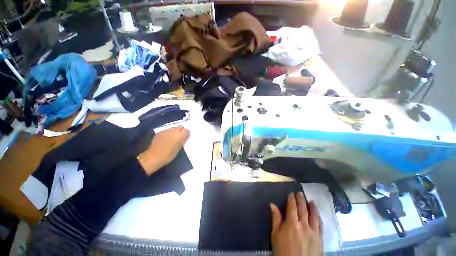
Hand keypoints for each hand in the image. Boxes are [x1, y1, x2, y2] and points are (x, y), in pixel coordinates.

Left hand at [137, 126, 189, 173]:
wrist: (153, 157)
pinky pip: (166, 131)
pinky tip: (165, 139)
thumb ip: (182, 141)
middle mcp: (173, 131)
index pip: (186, 130)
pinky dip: (168, 134)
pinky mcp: (159, 132)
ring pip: (173, 128)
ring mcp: (165, 131)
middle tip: (180, 137)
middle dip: (181, 131)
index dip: (186, 133)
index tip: (186, 137)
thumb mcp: (179, 148)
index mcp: (180, 135)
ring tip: (172, 138)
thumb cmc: (168, 155)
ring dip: (174, 132)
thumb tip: (184, 137)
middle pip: (180, 127)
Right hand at [270, 193, 322, 255]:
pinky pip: (320, 226)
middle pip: (303, 209)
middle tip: (299, 193)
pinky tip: (318, 215)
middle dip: (301, 199)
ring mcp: (313, 232)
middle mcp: (304, 225)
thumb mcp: (275, 235)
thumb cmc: (282, 250)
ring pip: (314, 216)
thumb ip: (275, 218)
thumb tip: (272, 204)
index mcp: (292, 223)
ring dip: (312, 207)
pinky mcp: (320, 239)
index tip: (291, 194)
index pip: (292, 207)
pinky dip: (319, 218)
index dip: (292, 199)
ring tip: (311, 201)